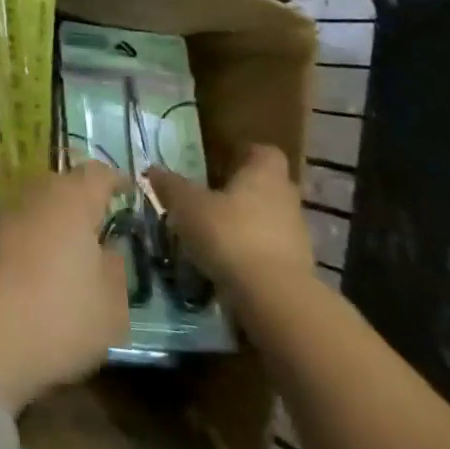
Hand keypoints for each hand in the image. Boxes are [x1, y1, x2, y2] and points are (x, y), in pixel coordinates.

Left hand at [0, 162, 130, 412]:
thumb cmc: (61, 315)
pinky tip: (36, 272)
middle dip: (80, 202)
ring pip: (35, 208)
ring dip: (51, 223)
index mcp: (72, 199)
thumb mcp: (112, 304)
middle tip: (99, 228)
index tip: (128, 192)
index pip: (98, 174)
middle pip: (62, 187)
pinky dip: (28, 243)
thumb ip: (117, 269)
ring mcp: (1, 215)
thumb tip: (110, 249)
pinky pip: (15, 231)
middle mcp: (34, 195)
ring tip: (68, 253)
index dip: (115, 181)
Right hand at [148, 145, 312, 313]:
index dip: (243, 154)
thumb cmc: (229, 234)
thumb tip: (153, 169)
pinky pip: (268, 249)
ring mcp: (296, 234)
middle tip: (208, 198)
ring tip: (211, 233)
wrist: (273, 296)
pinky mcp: (296, 268)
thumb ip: (171, 185)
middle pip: (265, 186)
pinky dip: (249, 252)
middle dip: (240, 191)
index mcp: (264, 173)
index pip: (263, 152)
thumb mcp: (187, 206)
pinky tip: (224, 262)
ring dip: (244, 223)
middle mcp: (286, 198)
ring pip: (267, 219)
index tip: (219, 162)